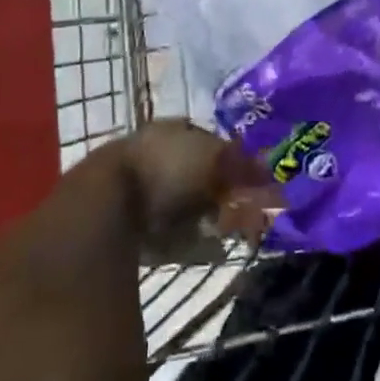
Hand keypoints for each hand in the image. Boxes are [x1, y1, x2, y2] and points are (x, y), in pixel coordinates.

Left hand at [118, 120, 281, 259]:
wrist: (107, 207)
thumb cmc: (165, 170)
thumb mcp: (212, 159)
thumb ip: (242, 164)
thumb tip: (272, 170)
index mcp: (174, 130)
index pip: (211, 140)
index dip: (234, 160)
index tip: (255, 182)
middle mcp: (158, 152)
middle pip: (199, 173)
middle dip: (222, 193)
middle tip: (245, 212)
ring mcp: (142, 188)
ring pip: (186, 203)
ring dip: (208, 218)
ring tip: (229, 233)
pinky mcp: (132, 225)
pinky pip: (171, 232)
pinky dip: (191, 241)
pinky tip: (208, 250)